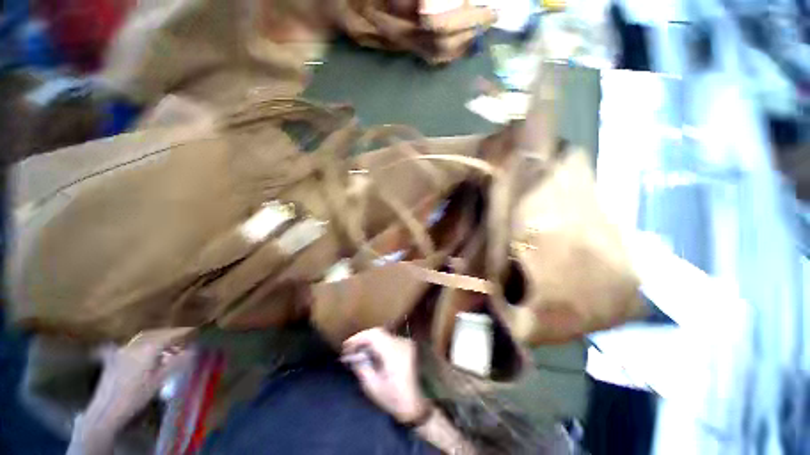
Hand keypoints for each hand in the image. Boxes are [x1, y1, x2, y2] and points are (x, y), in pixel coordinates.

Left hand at [84, 328, 193, 432]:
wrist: (106, 410)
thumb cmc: (136, 396)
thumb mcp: (159, 381)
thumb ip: (177, 363)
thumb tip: (194, 350)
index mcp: (148, 348)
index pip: (170, 335)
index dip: (183, 332)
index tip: (194, 331)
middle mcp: (135, 344)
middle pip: (156, 333)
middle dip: (169, 333)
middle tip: (182, 337)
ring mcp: (122, 350)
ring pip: (143, 338)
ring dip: (156, 337)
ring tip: (165, 344)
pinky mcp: (114, 357)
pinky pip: (131, 345)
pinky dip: (141, 343)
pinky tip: (139, 347)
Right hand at [342, 328, 428, 423]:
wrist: (418, 404)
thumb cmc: (395, 399)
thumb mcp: (373, 388)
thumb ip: (362, 368)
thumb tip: (353, 356)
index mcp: (393, 352)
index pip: (373, 335)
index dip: (358, 338)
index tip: (346, 346)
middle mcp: (400, 342)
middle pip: (378, 332)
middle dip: (363, 339)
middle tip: (350, 349)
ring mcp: (405, 343)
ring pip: (383, 335)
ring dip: (370, 341)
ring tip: (358, 352)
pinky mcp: (407, 346)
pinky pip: (389, 339)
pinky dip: (378, 344)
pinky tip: (371, 354)